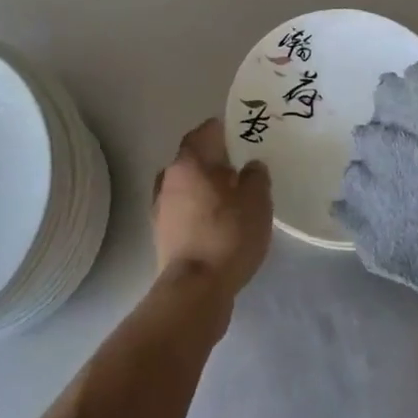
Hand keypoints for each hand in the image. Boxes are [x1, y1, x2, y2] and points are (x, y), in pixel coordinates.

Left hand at [152, 118, 272, 300]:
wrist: (195, 288)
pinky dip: (200, 211)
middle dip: (216, 161)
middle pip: (193, 160)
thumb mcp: (257, 201)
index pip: (204, 132)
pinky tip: (219, 223)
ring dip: (206, 188)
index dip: (223, 130)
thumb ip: (256, 176)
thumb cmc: (227, 234)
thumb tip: (251, 166)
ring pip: (187, 186)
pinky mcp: (162, 235)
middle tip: (242, 167)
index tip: (241, 133)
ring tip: (233, 198)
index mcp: (189, 162)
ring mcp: (160, 208)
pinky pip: (184, 211)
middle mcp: (168, 179)